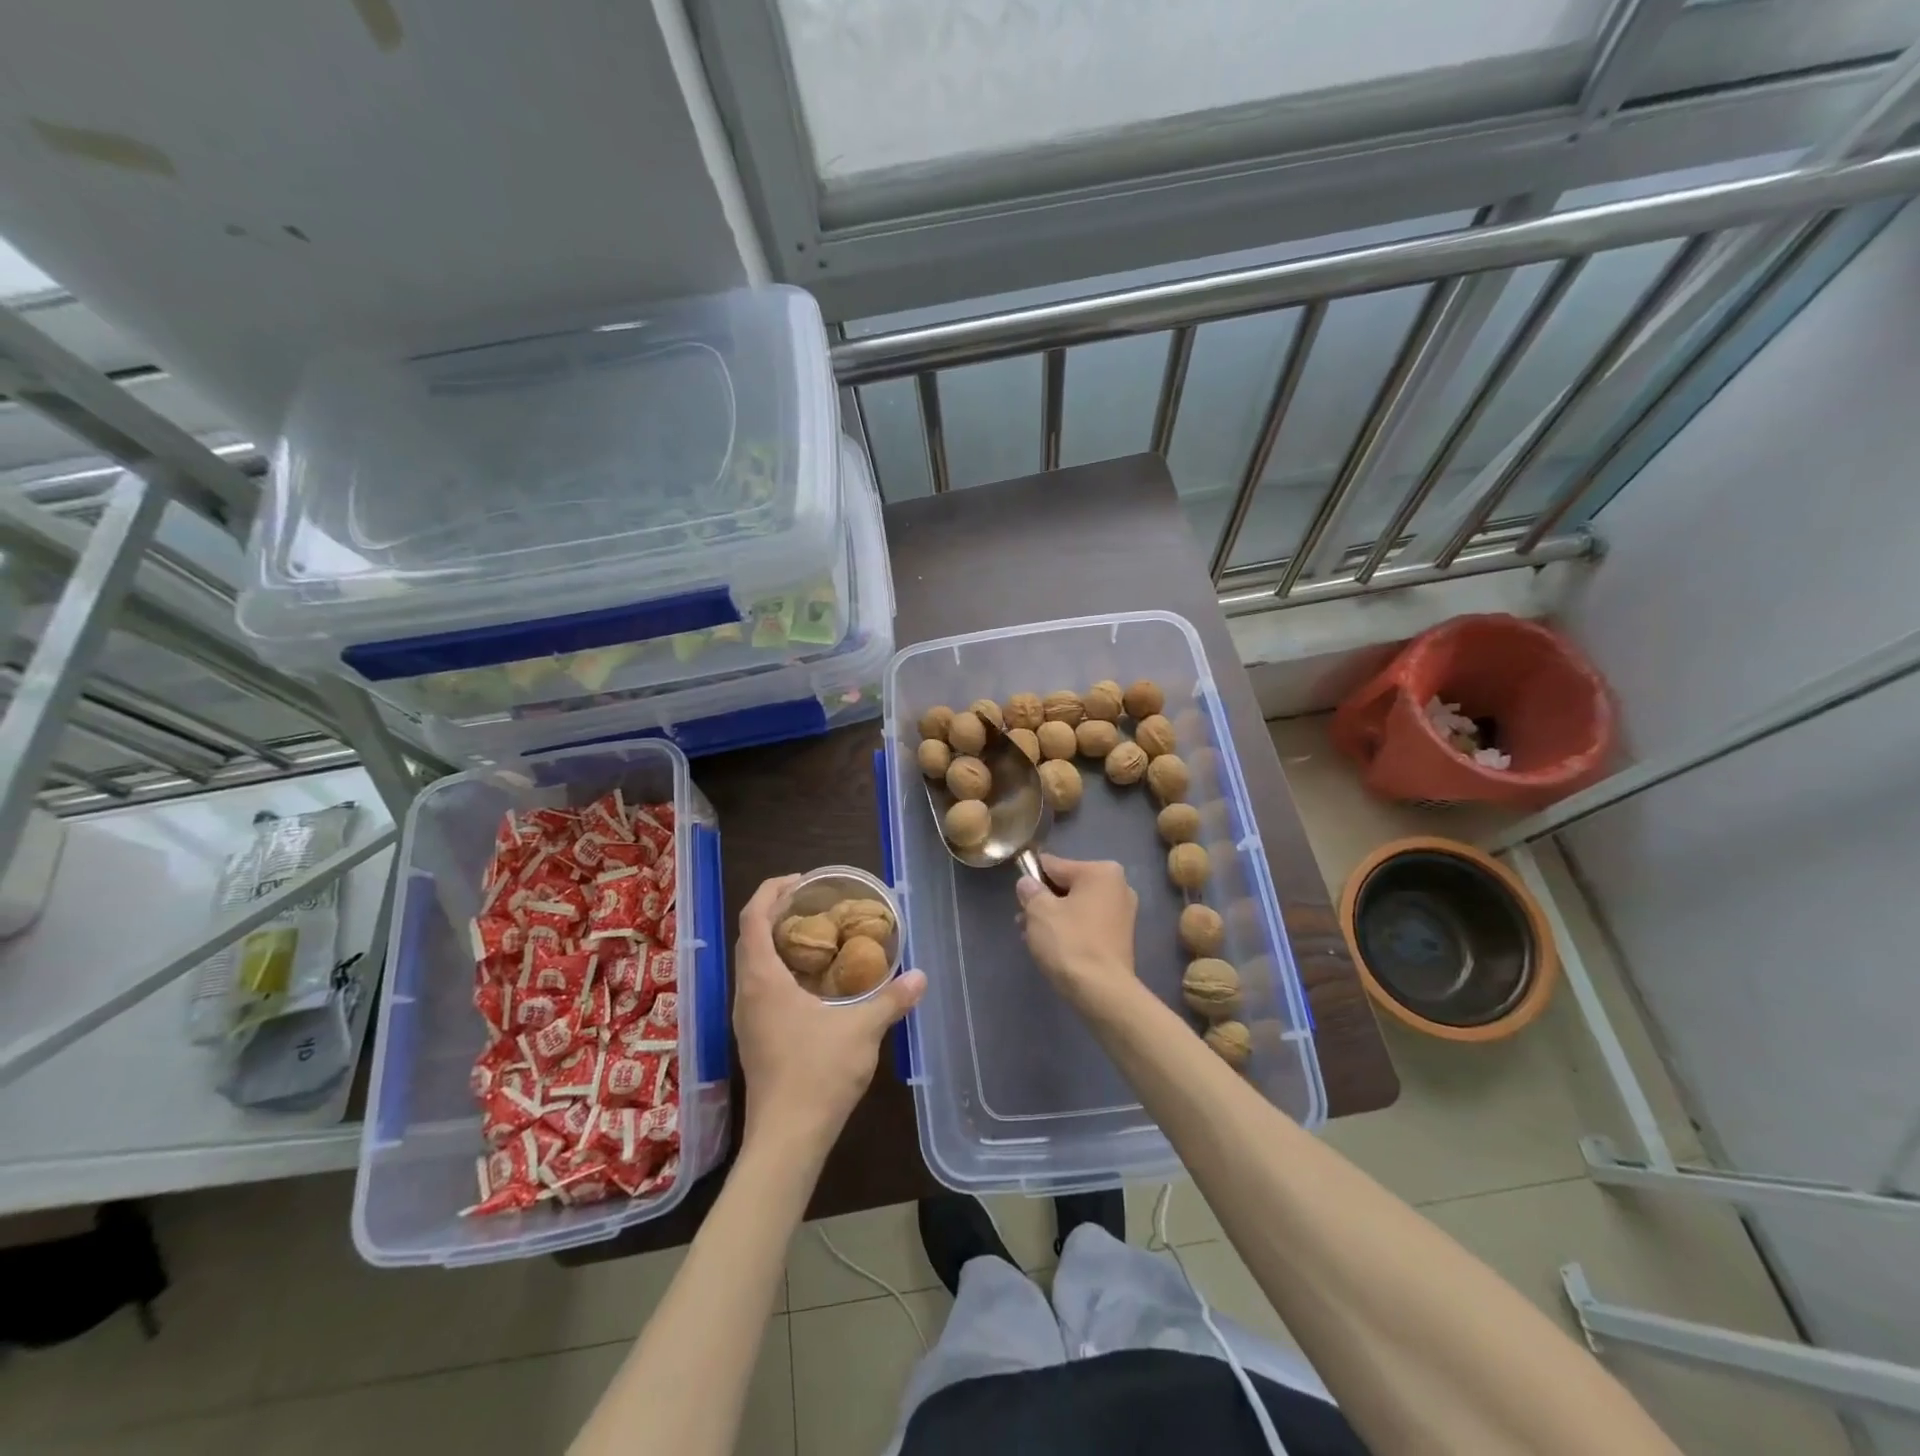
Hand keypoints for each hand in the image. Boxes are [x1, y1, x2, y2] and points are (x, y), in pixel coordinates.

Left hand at [732, 874, 925, 1156]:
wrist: (786, 1139)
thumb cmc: (818, 1074)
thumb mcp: (862, 1030)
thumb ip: (891, 999)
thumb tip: (920, 977)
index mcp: (763, 980)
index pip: (753, 917)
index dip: (772, 891)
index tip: (801, 880)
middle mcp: (746, 993)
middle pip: (750, 937)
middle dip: (777, 912)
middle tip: (814, 903)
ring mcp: (746, 1018)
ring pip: (753, 964)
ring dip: (776, 941)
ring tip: (816, 936)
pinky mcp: (753, 1038)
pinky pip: (759, 987)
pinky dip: (780, 968)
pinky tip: (812, 981)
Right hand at [1016, 855, 1139, 1010]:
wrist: (1102, 992)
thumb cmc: (1070, 942)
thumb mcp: (1039, 911)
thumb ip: (1030, 890)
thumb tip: (1027, 884)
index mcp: (1101, 871)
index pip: (1054, 865)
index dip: (1031, 880)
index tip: (1018, 899)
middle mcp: (1118, 886)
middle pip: (1067, 886)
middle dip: (1043, 902)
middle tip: (1022, 922)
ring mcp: (1122, 913)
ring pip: (1076, 907)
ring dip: (1053, 918)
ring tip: (1031, 938)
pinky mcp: (1121, 937)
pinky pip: (1087, 924)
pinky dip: (1069, 931)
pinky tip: (1051, 948)